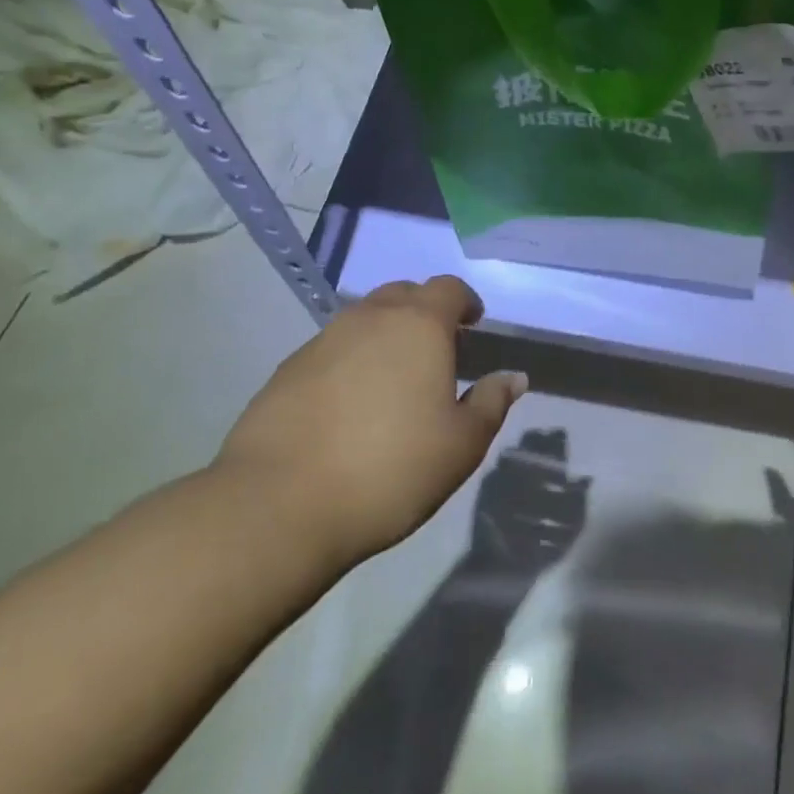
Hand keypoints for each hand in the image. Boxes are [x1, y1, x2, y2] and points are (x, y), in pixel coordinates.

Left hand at [215, 276, 526, 571]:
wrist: (279, 504)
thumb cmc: (391, 469)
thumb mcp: (462, 444)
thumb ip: (492, 403)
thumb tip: (514, 377)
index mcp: (419, 326)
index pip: (448, 289)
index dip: (465, 302)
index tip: (474, 325)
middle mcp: (370, 319)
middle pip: (403, 294)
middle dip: (425, 311)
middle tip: (438, 349)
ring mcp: (322, 341)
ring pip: (364, 319)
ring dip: (386, 335)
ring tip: (395, 379)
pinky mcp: (287, 370)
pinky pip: (332, 349)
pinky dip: (351, 361)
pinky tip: (351, 404)